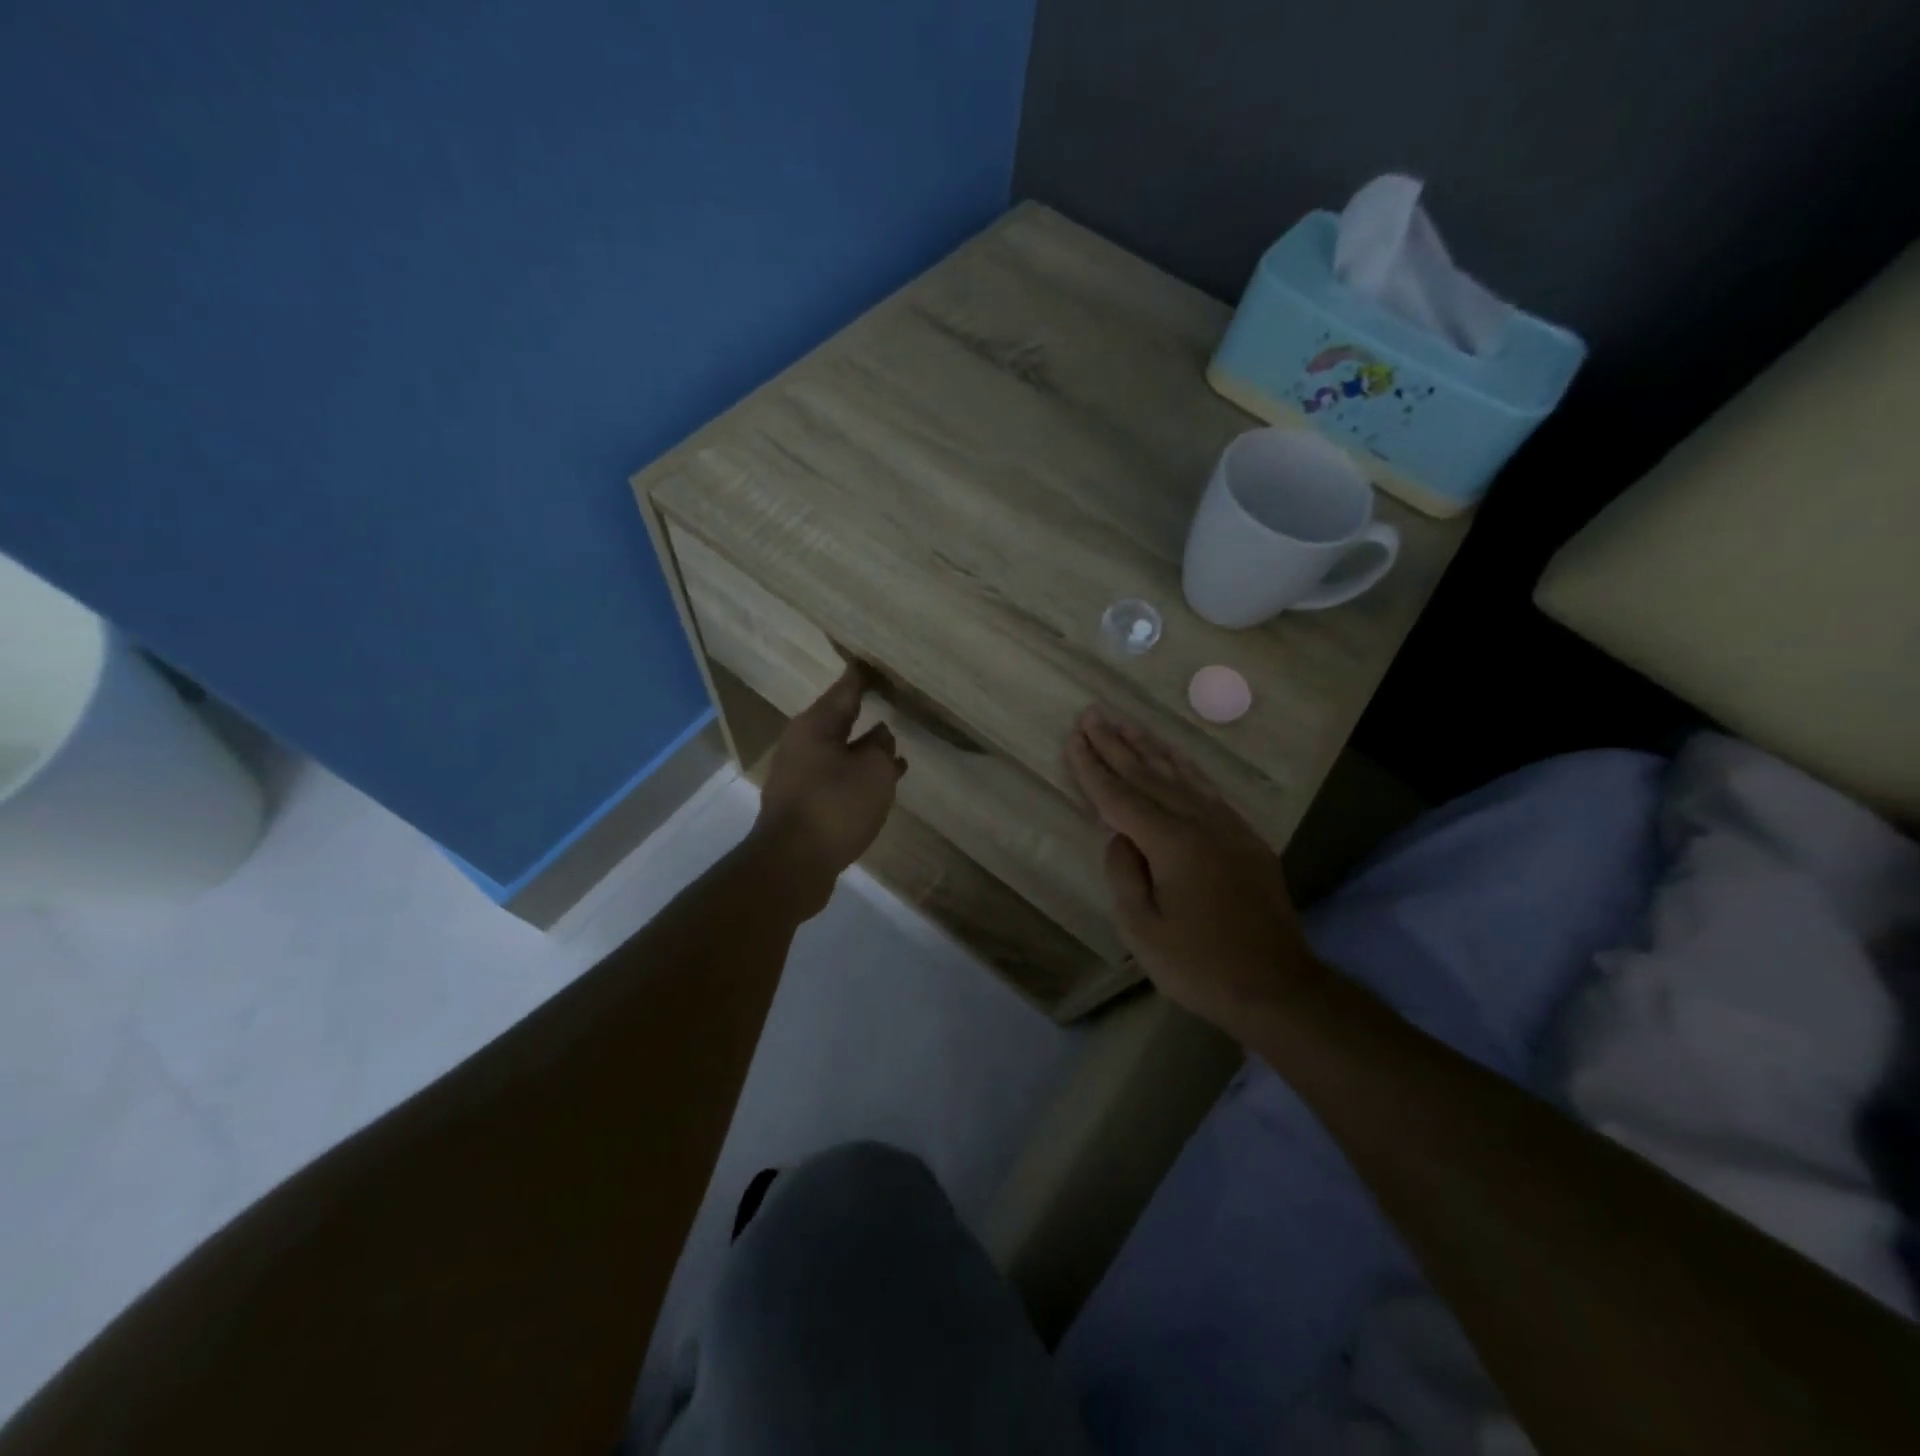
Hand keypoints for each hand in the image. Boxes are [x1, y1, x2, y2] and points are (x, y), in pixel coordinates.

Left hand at [751, 667, 906, 916]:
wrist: (792, 865)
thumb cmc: (835, 807)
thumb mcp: (874, 772)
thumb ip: (882, 748)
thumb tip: (880, 736)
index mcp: (816, 726)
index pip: (845, 689)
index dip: (863, 676)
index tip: (874, 661)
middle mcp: (802, 744)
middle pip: (839, 719)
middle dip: (864, 711)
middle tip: (891, 700)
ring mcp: (799, 775)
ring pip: (839, 751)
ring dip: (865, 749)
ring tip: (896, 748)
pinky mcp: (804, 803)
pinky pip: (836, 778)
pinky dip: (858, 775)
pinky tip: (880, 785)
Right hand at [1065, 706, 1324, 1036]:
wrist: (1277, 986)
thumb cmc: (1200, 965)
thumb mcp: (1143, 930)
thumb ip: (1124, 875)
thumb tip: (1119, 838)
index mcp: (1172, 844)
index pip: (1121, 797)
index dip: (1093, 767)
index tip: (1074, 737)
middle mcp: (1200, 823)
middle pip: (1149, 775)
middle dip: (1116, 744)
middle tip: (1093, 714)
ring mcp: (1227, 828)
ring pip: (1181, 775)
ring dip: (1150, 747)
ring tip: (1128, 723)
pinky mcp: (1245, 838)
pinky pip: (1208, 790)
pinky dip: (1186, 768)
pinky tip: (1175, 757)